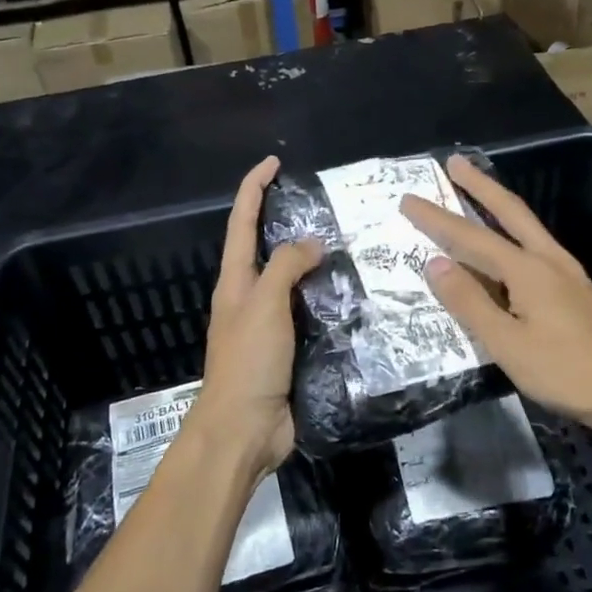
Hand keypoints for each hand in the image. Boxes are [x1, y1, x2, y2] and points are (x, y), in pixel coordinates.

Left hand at [190, 155, 321, 480]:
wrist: (244, 429)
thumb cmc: (248, 362)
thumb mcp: (264, 305)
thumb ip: (287, 267)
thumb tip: (313, 242)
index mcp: (236, 281)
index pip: (242, 222)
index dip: (254, 188)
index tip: (275, 162)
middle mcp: (250, 296)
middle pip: (268, 248)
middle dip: (288, 220)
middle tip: (326, 203)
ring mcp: (270, 324)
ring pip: (294, 281)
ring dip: (316, 261)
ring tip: (351, 243)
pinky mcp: (291, 348)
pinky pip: (311, 312)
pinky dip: (329, 297)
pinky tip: (356, 293)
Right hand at [399, 154, 591, 440]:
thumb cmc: (564, 372)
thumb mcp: (507, 344)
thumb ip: (470, 302)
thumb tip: (435, 263)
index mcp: (528, 270)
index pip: (471, 237)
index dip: (437, 219)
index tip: (408, 199)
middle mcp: (549, 259)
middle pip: (509, 211)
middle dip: (479, 185)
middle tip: (454, 162)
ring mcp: (567, 271)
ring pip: (526, 225)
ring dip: (497, 203)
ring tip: (475, 190)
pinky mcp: (576, 287)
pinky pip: (535, 244)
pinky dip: (513, 229)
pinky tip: (507, 242)